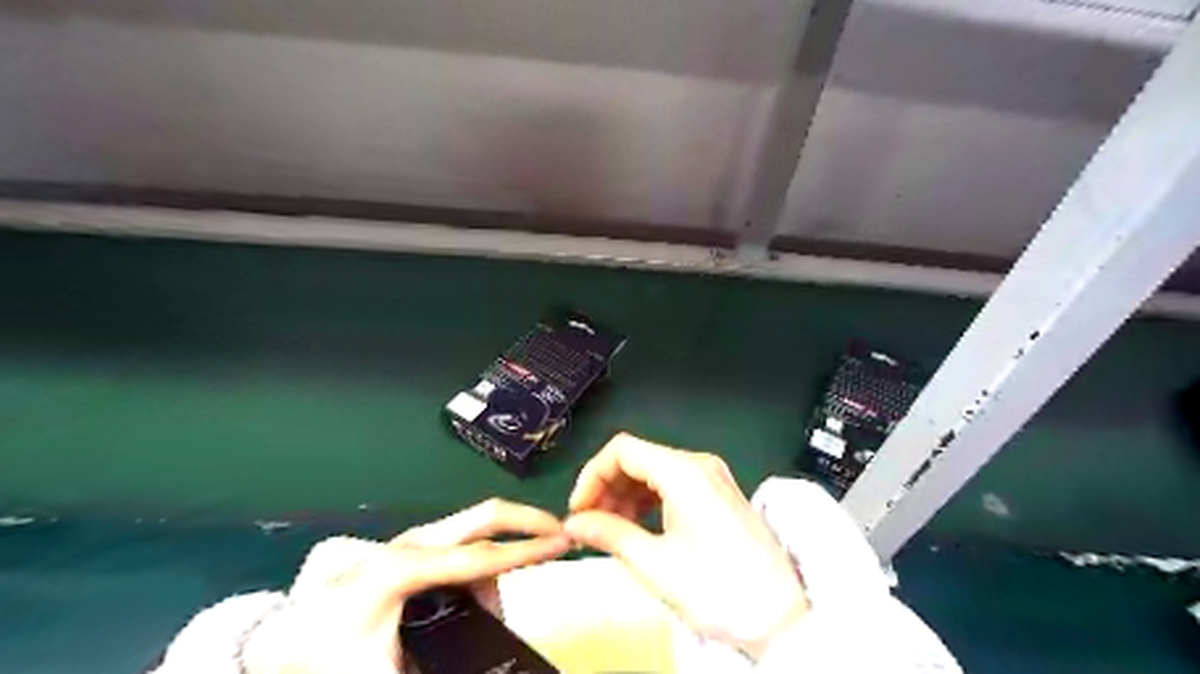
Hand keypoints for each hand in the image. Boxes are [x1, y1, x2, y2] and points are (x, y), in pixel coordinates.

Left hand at [239, 498, 566, 673]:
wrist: (283, 641)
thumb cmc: (327, 658)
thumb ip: (441, 665)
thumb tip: (492, 659)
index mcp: (403, 567)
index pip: (480, 557)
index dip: (527, 552)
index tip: (564, 544)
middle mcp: (414, 541)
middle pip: (486, 516)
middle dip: (529, 522)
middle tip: (563, 537)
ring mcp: (415, 540)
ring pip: (479, 533)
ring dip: (505, 557)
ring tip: (499, 607)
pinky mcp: (417, 548)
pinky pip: (466, 547)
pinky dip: (486, 565)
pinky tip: (480, 594)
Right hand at [563, 432, 804, 658]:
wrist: (779, 617)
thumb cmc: (716, 589)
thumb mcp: (654, 563)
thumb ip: (608, 534)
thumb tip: (573, 523)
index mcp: (683, 472)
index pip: (622, 450)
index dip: (592, 475)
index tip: (578, 510)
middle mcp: (699, 464)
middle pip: (637, 458)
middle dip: (607, 487)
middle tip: (589, 524)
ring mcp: (711, 477)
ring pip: (653, 471)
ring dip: (625, 495)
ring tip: (610, 531)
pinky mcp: (717, 493)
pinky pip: (672, 484)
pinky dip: (647, 501)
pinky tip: (637, 527)